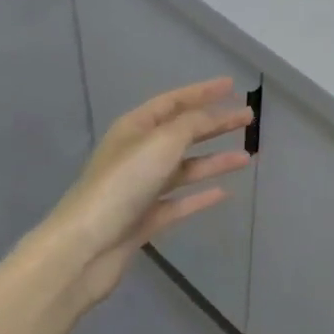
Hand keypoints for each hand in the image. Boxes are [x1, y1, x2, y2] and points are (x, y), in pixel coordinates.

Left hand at [46, 78, 251, 307]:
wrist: (85, 247)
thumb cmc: (123, 184)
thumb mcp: (162, 142)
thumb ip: (192, 124)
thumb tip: (213, 115)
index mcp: (135, 128)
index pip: (173, 102)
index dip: (202, 92)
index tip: (232, 86)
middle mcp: (138, 153)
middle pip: (183, 132)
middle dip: (215, 124)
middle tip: (248, 119)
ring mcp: (142, 188)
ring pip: (185, 168)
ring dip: (215, 160)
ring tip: (247, 157)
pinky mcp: (145, 219)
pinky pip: (180, 201)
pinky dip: (201, 196)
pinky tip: (224, 193)